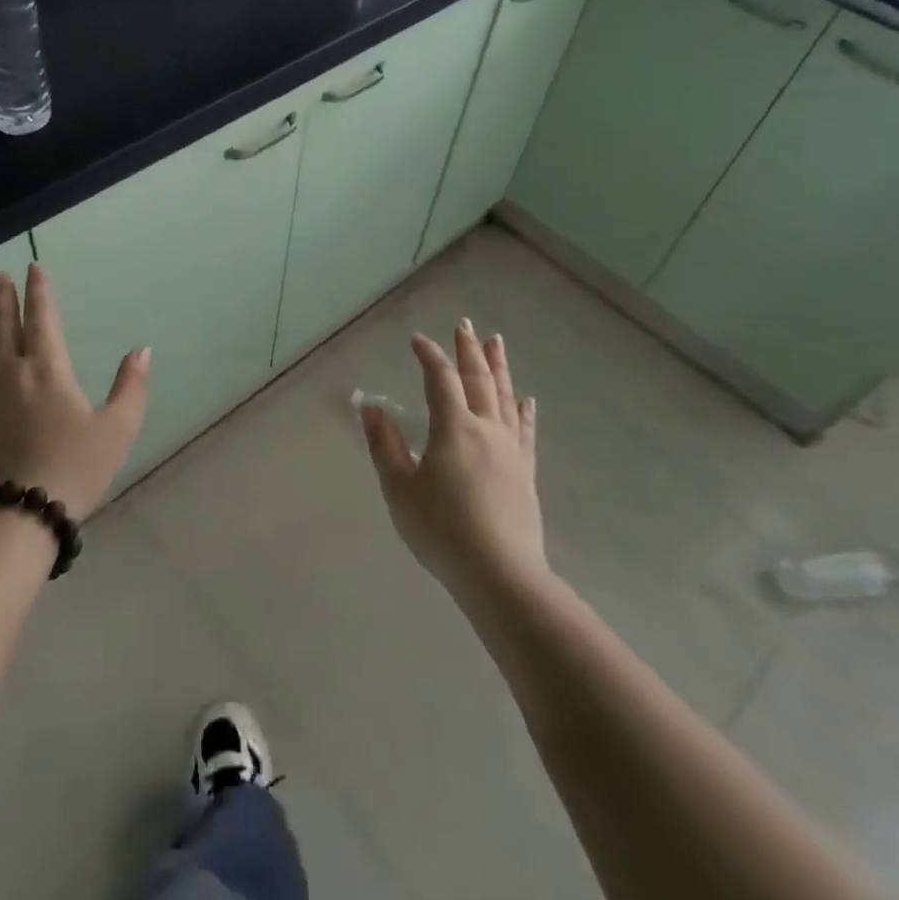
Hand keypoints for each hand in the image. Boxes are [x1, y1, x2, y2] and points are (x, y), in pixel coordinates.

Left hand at [0, 265, 150, 521]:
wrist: (16, 515)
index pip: (42, 319)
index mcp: (49, 370)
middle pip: (6, 326)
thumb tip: (142, 350)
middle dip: (5, 297)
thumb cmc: (72, 470)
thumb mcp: (117, 430)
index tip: (33, 267)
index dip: (39, 291)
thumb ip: (131, 387)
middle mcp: (11, 372)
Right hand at [360, 320, 546, 601]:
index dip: (428, 355)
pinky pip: (525, 430)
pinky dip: (523, 410)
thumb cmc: (441, 530)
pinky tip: (527, 400)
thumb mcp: (400, 489)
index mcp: (453, 427)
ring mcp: (510, 450)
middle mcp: (486, 429)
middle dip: (469, 349)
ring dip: (499, 367)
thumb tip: (371, 408)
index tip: (416, 339)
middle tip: (465, 324)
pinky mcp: (525, 472)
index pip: (440, 379)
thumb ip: (384, 445)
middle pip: (478, 379)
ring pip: (505, 397)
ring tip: (497, 342)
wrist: (500, 575)